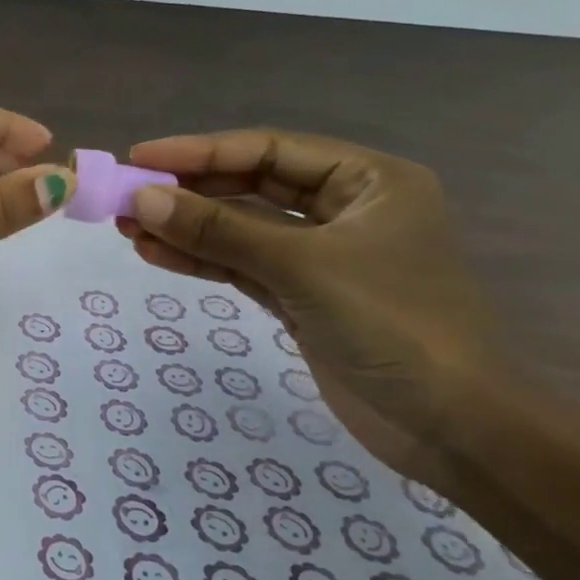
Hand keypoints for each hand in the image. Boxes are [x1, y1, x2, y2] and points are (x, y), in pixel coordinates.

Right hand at [119, 130, 500, 447]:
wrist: (453, 429)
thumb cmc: (394, 326)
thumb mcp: (302, 268)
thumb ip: (220, 231)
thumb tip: (143, 199)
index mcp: (368, 181)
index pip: (269, 150)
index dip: (200, 151)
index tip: (139, 158)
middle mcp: (345, 209)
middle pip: (251, 186)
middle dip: (189, 191)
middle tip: (126, 195)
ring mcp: (321, 255)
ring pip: (241, 228)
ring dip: (186, 227)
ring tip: (127, 227)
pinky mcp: (301, 295)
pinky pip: (242, 265)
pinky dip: (201, 259)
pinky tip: (155, 253)